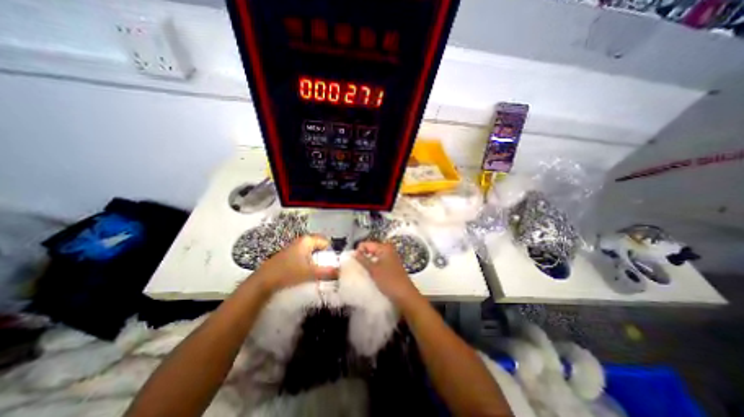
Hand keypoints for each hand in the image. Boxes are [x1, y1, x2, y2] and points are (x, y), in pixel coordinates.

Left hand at [256, 234, 337, 292]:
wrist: (263, 281)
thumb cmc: (288, 272)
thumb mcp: (310, 273)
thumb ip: (327, 272)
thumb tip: (341, 272)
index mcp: (307, 240)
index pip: (326, 242)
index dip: (330, 252)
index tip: (331, 264)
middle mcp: (301, 241)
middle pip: (319, 247)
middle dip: (324, 257)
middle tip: (326, 269)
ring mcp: (294, 248)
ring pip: (311, 252)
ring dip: (316, 261)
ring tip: (317, 273)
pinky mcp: (289, 256)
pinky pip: (304, 257)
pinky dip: (308, 263)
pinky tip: (306, 273)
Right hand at [353, 241, 417, 305]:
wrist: (404, 295)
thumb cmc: (389, 280)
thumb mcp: (373, 269)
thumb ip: (362, 260)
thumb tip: (354, 253)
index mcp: (384, 247)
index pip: (366, 244)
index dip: (358, 251)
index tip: (354, 262)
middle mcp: (388, 249)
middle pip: (370, 249)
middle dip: (363, 256)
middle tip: (358, 267)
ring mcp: (390, 257)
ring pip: (373, 256)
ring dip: (367, 262)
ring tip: (363, 272)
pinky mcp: (391, 265)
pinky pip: (378, 262)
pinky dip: (373, 266)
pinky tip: (370, 274)